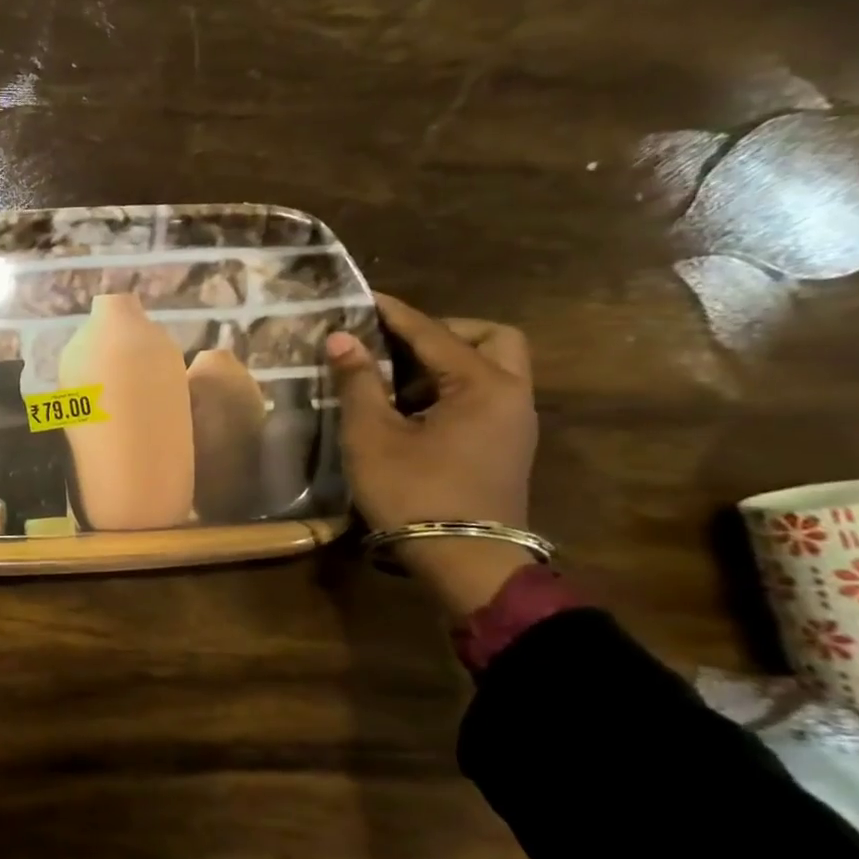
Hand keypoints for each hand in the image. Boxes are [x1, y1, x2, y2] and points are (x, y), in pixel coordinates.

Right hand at [326, 294, 539, 616]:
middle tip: (397, 345)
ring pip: (493, 368)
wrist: (464, 560)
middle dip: (444, 332)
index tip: (363, 298)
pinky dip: (452, 387)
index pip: (434, 334)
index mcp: (483, 385)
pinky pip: (485, 395)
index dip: (394, 314)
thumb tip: (343, 338)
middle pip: (490, 339)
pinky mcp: (506, 445)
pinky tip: (411, 408)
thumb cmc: (414, 492)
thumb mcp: (372, 435)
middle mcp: (511, 395)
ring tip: (393, 379)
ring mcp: (514, 423)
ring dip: (447, 362)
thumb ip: (358, 382)